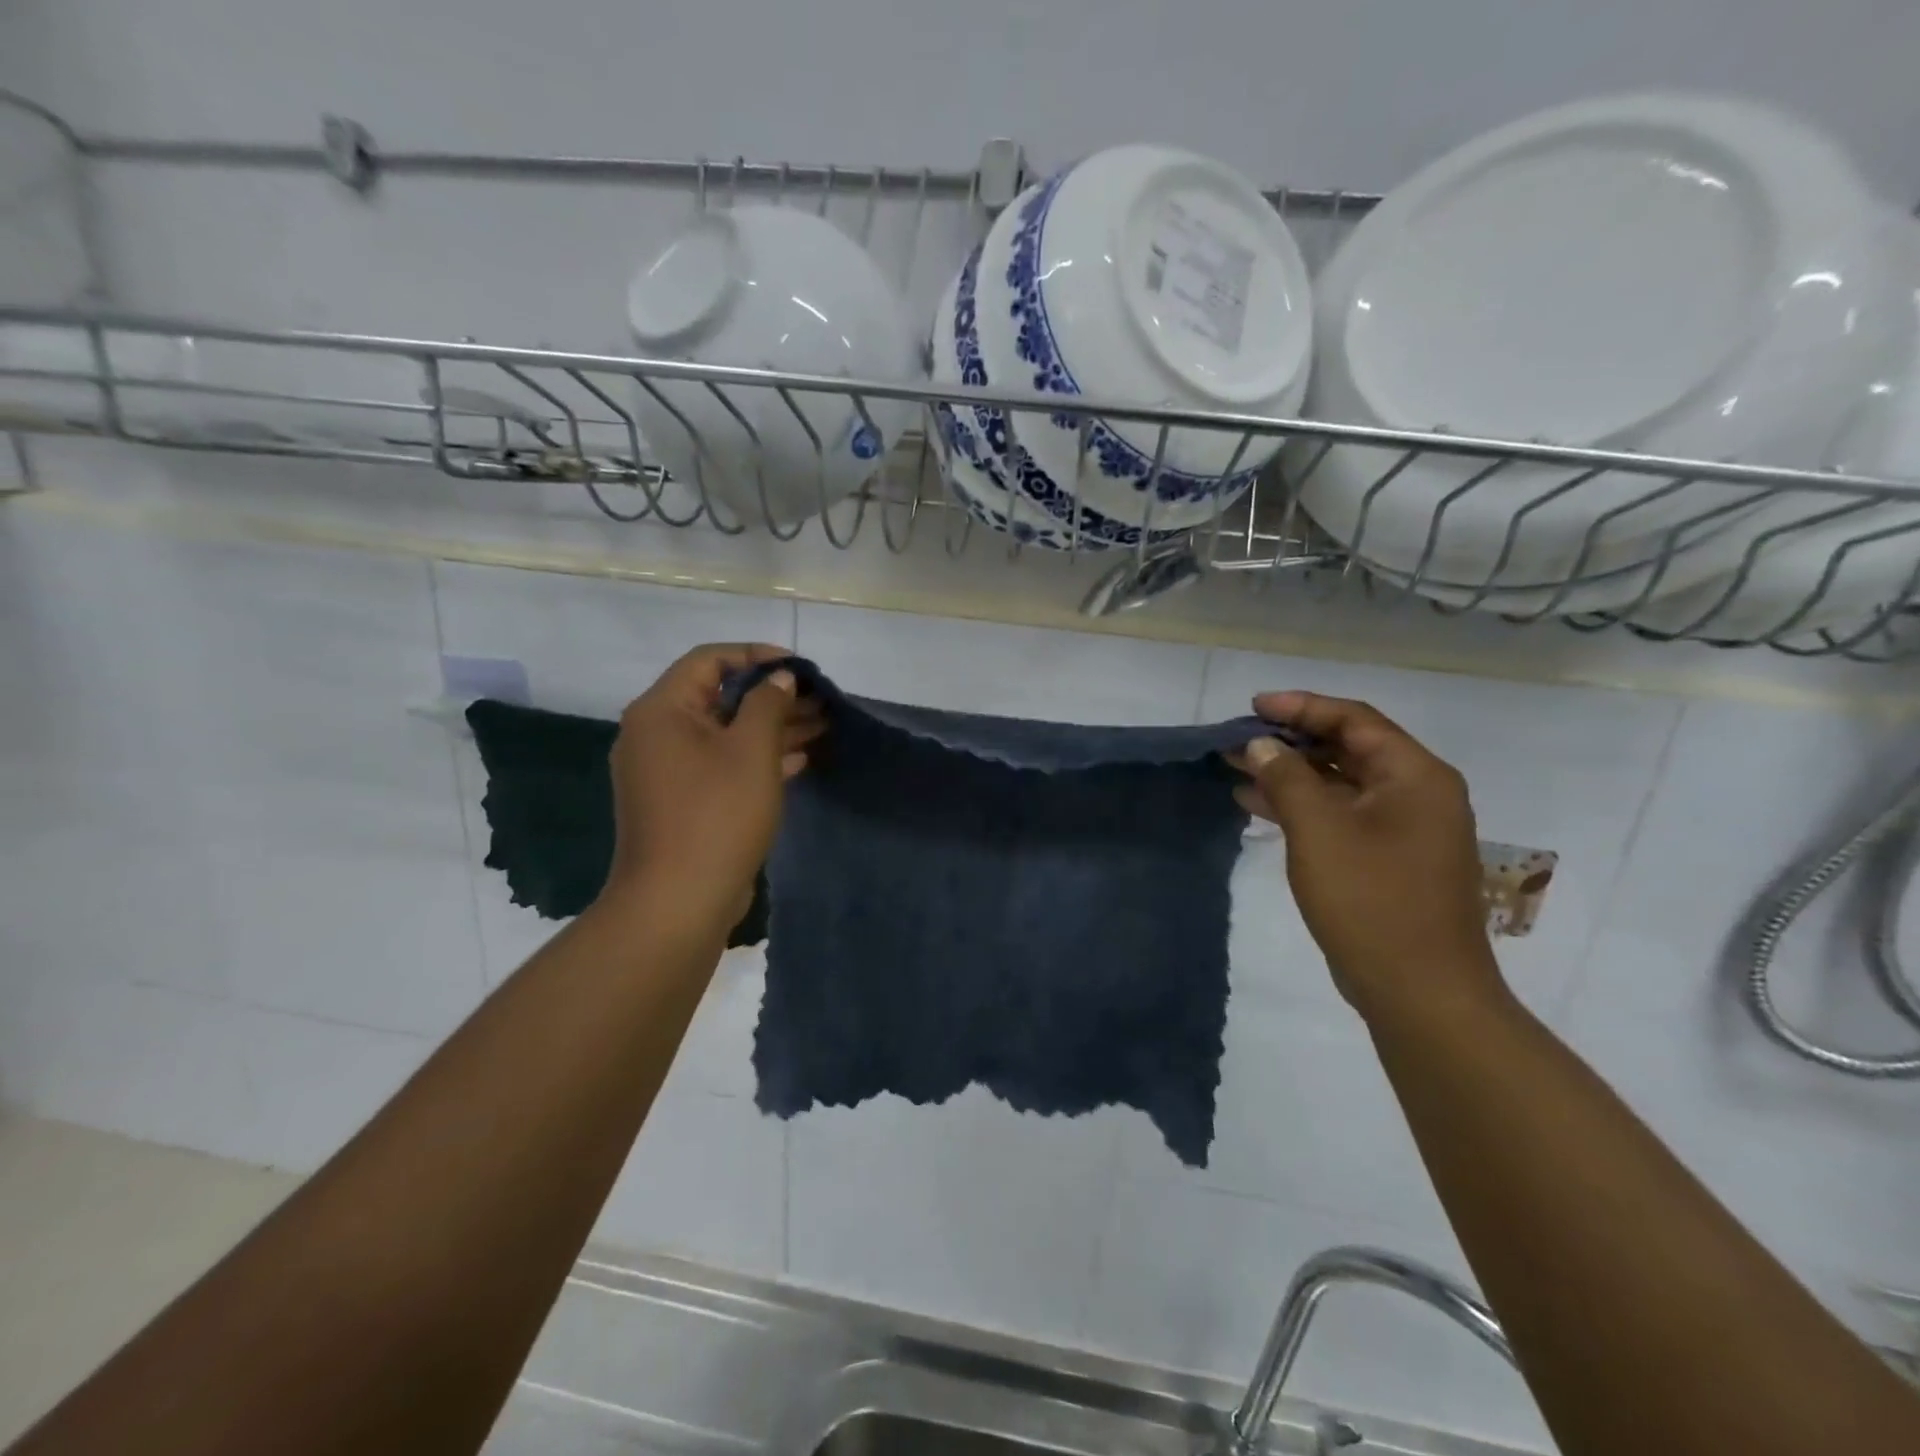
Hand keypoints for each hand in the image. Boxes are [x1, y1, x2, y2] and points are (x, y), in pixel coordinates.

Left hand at [599, 644, 823, 931]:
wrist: (678, 902)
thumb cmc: (717, 814)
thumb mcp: (752, 750)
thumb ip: (769, 704)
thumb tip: (779, 679)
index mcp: (662, 710)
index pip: (710, 660)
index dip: (757, 656)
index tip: (800, 668)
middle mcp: (656, 734)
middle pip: (719, 698)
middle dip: (773, 697)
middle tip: (819, 701)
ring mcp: (666, 771)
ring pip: (724, 734)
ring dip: (771, 729)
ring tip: (821, 726)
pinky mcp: (680, 802)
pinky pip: (721, 765)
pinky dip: (757, 759)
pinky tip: (799, 762)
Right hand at [1230, 692, 1505, 1020]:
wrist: (1419, 992)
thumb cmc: (1371, 900)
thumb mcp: (1318, 829)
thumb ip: (1286, 777)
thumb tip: (1261, 744)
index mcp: (1415, 775)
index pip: (1354, 719)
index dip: (1301, 707)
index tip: (1252, 707)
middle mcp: (1417, 794)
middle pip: (1348, 749)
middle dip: (1290, 742)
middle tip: (1239, 740)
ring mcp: (1405, 830)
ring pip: (1341, 784)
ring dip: (1291, 775)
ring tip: (1238, 769)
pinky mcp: (1389, 860)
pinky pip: (1341, 816)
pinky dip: (1302, 807)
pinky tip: (1259, 808)